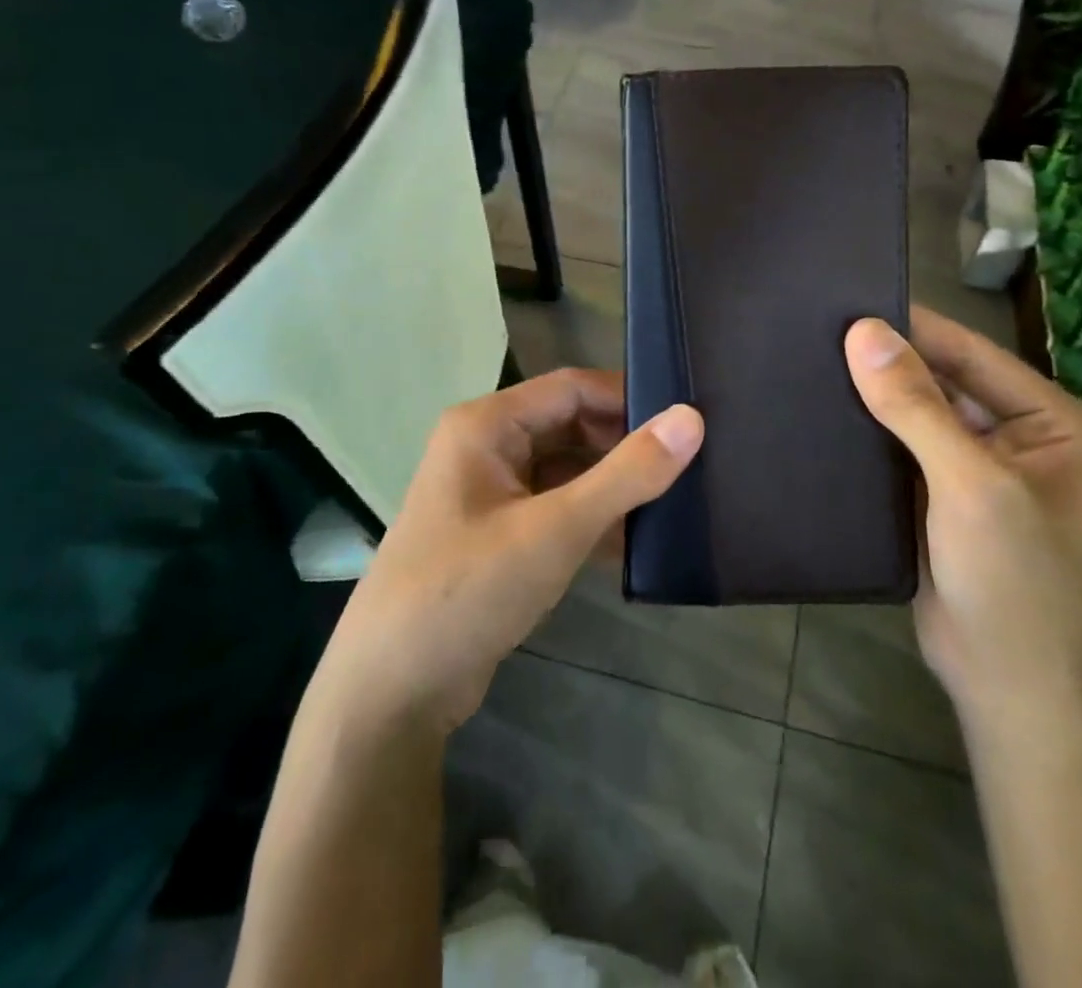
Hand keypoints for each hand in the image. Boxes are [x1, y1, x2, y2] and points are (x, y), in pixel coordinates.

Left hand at [313, 370, 702, 734]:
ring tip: (675, 501)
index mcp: (487, 425)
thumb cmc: (467, 590)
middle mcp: (485, 447)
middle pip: (569, 427)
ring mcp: (489, 494)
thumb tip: (692, 418)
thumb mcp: (555, 529)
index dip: (628, 399)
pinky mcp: (496, 536)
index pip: (572, 388)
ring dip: (611, 487)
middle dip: (624, 446)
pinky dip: (591, 520)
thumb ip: (627, 474)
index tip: (687, 420)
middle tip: (688, 466)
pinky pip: (554, 509)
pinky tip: (635, 543)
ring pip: (565, 471)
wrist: (389, 693)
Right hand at [844, 307, 1081, 724]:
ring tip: (806, 361)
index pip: (972, 353)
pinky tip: (818, 415)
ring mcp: (976, 472)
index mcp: (1053, 422)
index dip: (913, 327)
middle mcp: (1019, 438)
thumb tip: (863, 331)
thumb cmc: (1016, 580)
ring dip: (872, 398)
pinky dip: (866, 436)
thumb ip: (916, 405)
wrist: (1012, 694)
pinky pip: (899, 452)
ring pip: (916, 417)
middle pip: (942, 382)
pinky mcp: (939, 501)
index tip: (846, 298)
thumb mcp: (971, 484)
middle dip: (887, 363)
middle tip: (814, 329)